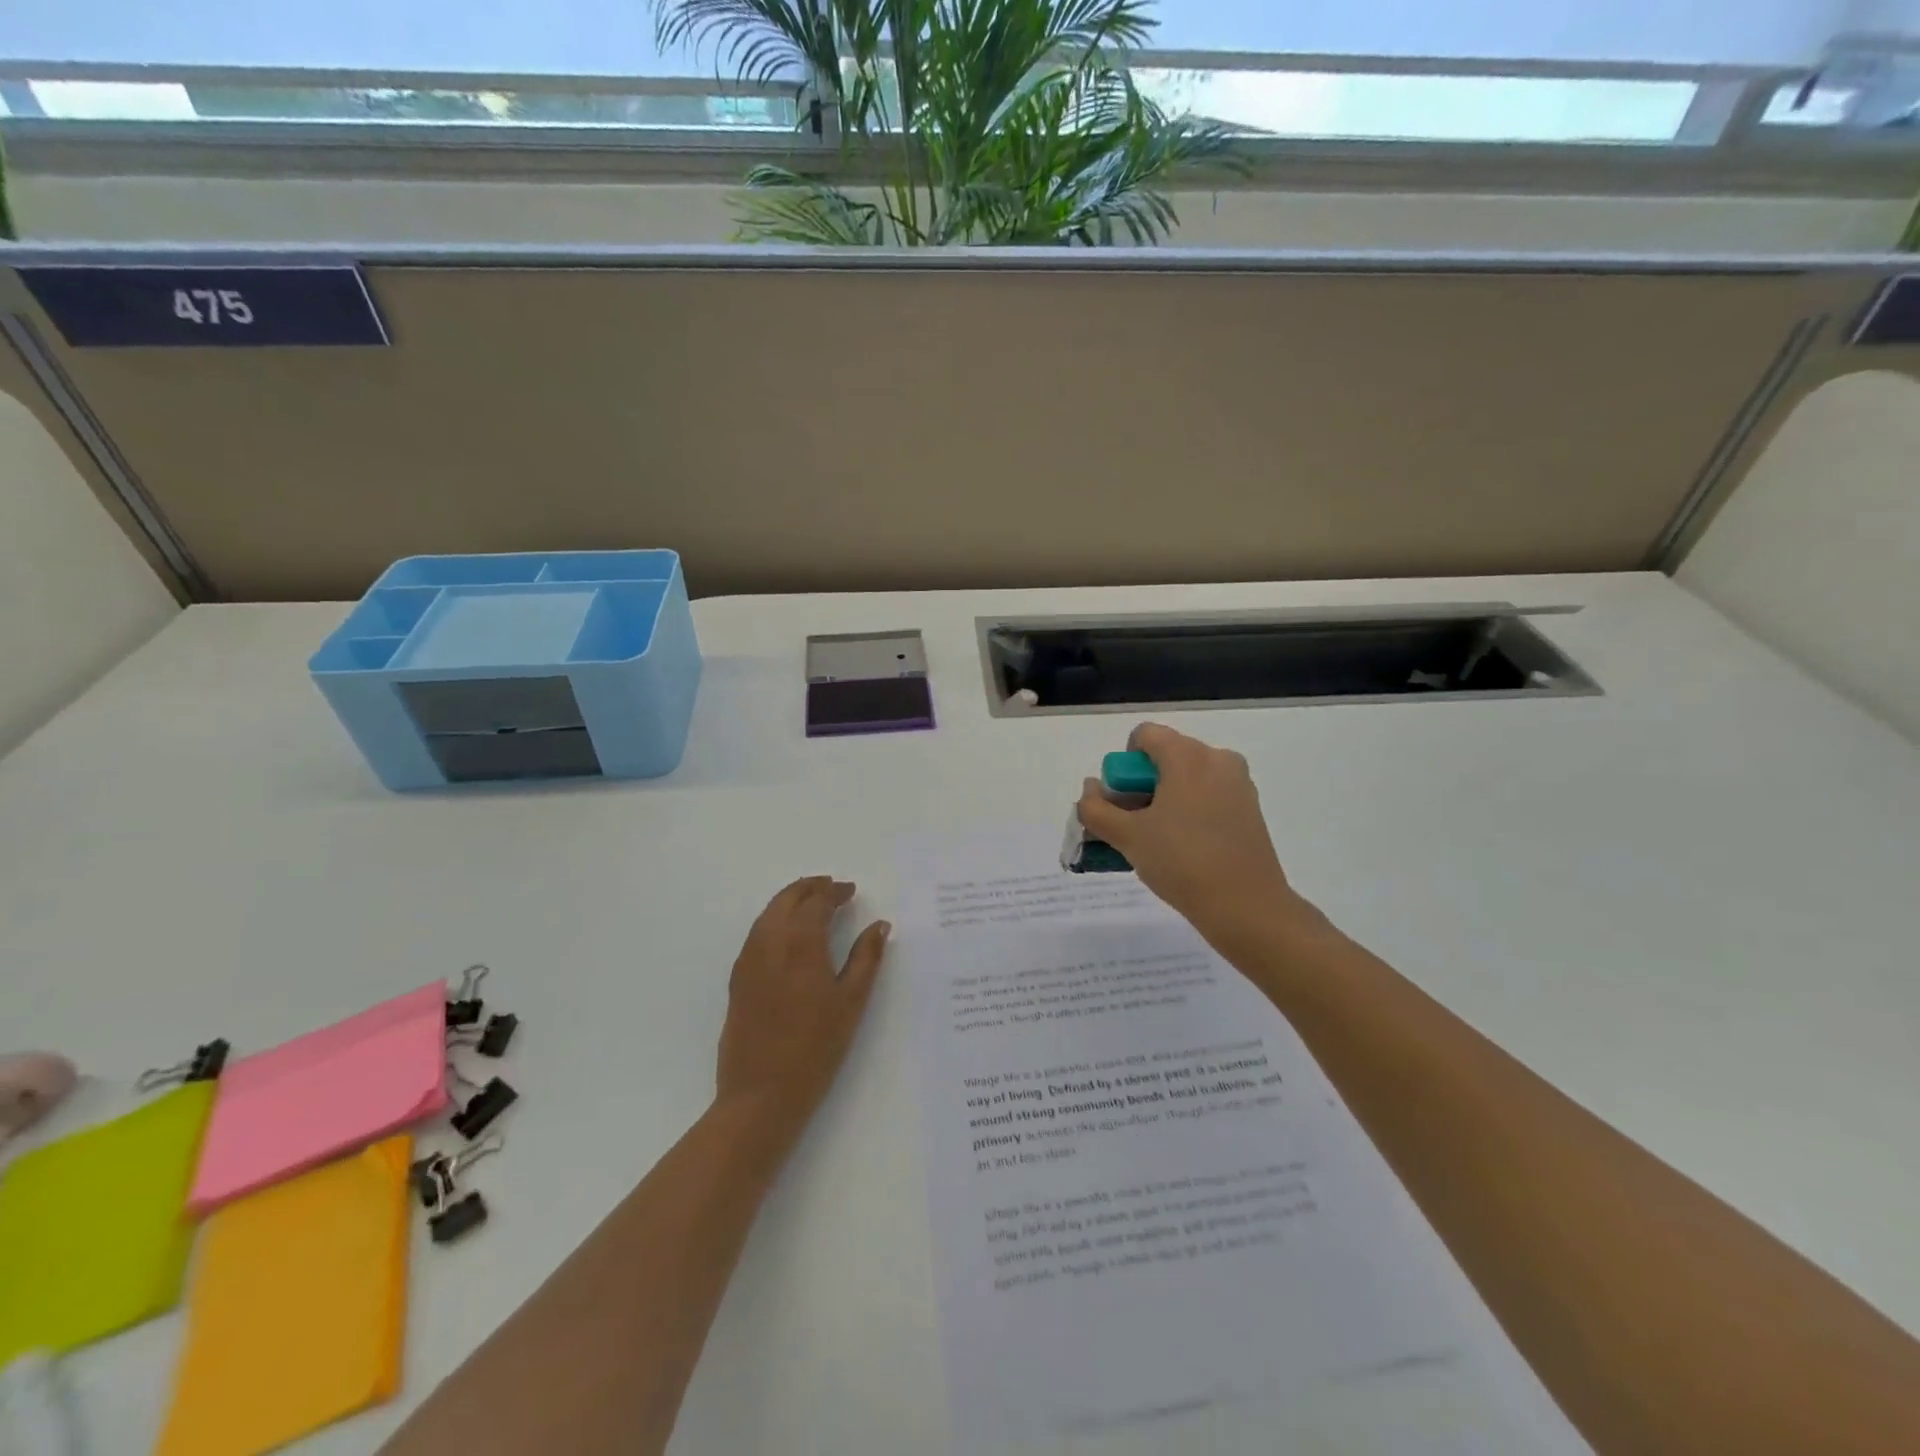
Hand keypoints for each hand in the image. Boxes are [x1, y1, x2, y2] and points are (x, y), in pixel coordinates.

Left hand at [716, 877, 889, 1136]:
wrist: (761, 1093)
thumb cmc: (816, 1048)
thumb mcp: (852, 1002)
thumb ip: (867, 958)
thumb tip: (880, 925)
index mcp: (801, 942)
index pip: (817, 901)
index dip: (834, 891)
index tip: (851, 890)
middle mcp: (770, 941)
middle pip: (788, 898)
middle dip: (811, 888)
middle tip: (832, 888)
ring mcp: (749, 959)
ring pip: (768, 913)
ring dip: (790, 900)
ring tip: (812, 903)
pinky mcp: (738, 978)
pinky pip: (757, 932)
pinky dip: (775, 919)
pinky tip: (788, 933)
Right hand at [1076, 724, 1321, 952]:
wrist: (1246, 906)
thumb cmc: (1182, 862)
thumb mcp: (1127, 836)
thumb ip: (1096, 809)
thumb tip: (1090, 790)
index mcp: (1187, 755)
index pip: (1144, 736)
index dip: (1123, 766)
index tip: (1123, 802)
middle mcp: (1217, 758)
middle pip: (1166, 756)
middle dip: (1142, 785)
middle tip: (1135, 825)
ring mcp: (1238, 783)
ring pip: (1188, 777)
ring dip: (1165, 799)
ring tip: (1158, 840)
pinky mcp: (1250, 808)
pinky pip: (1209, 795)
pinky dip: (1190, 811)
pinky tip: (1185, 848)